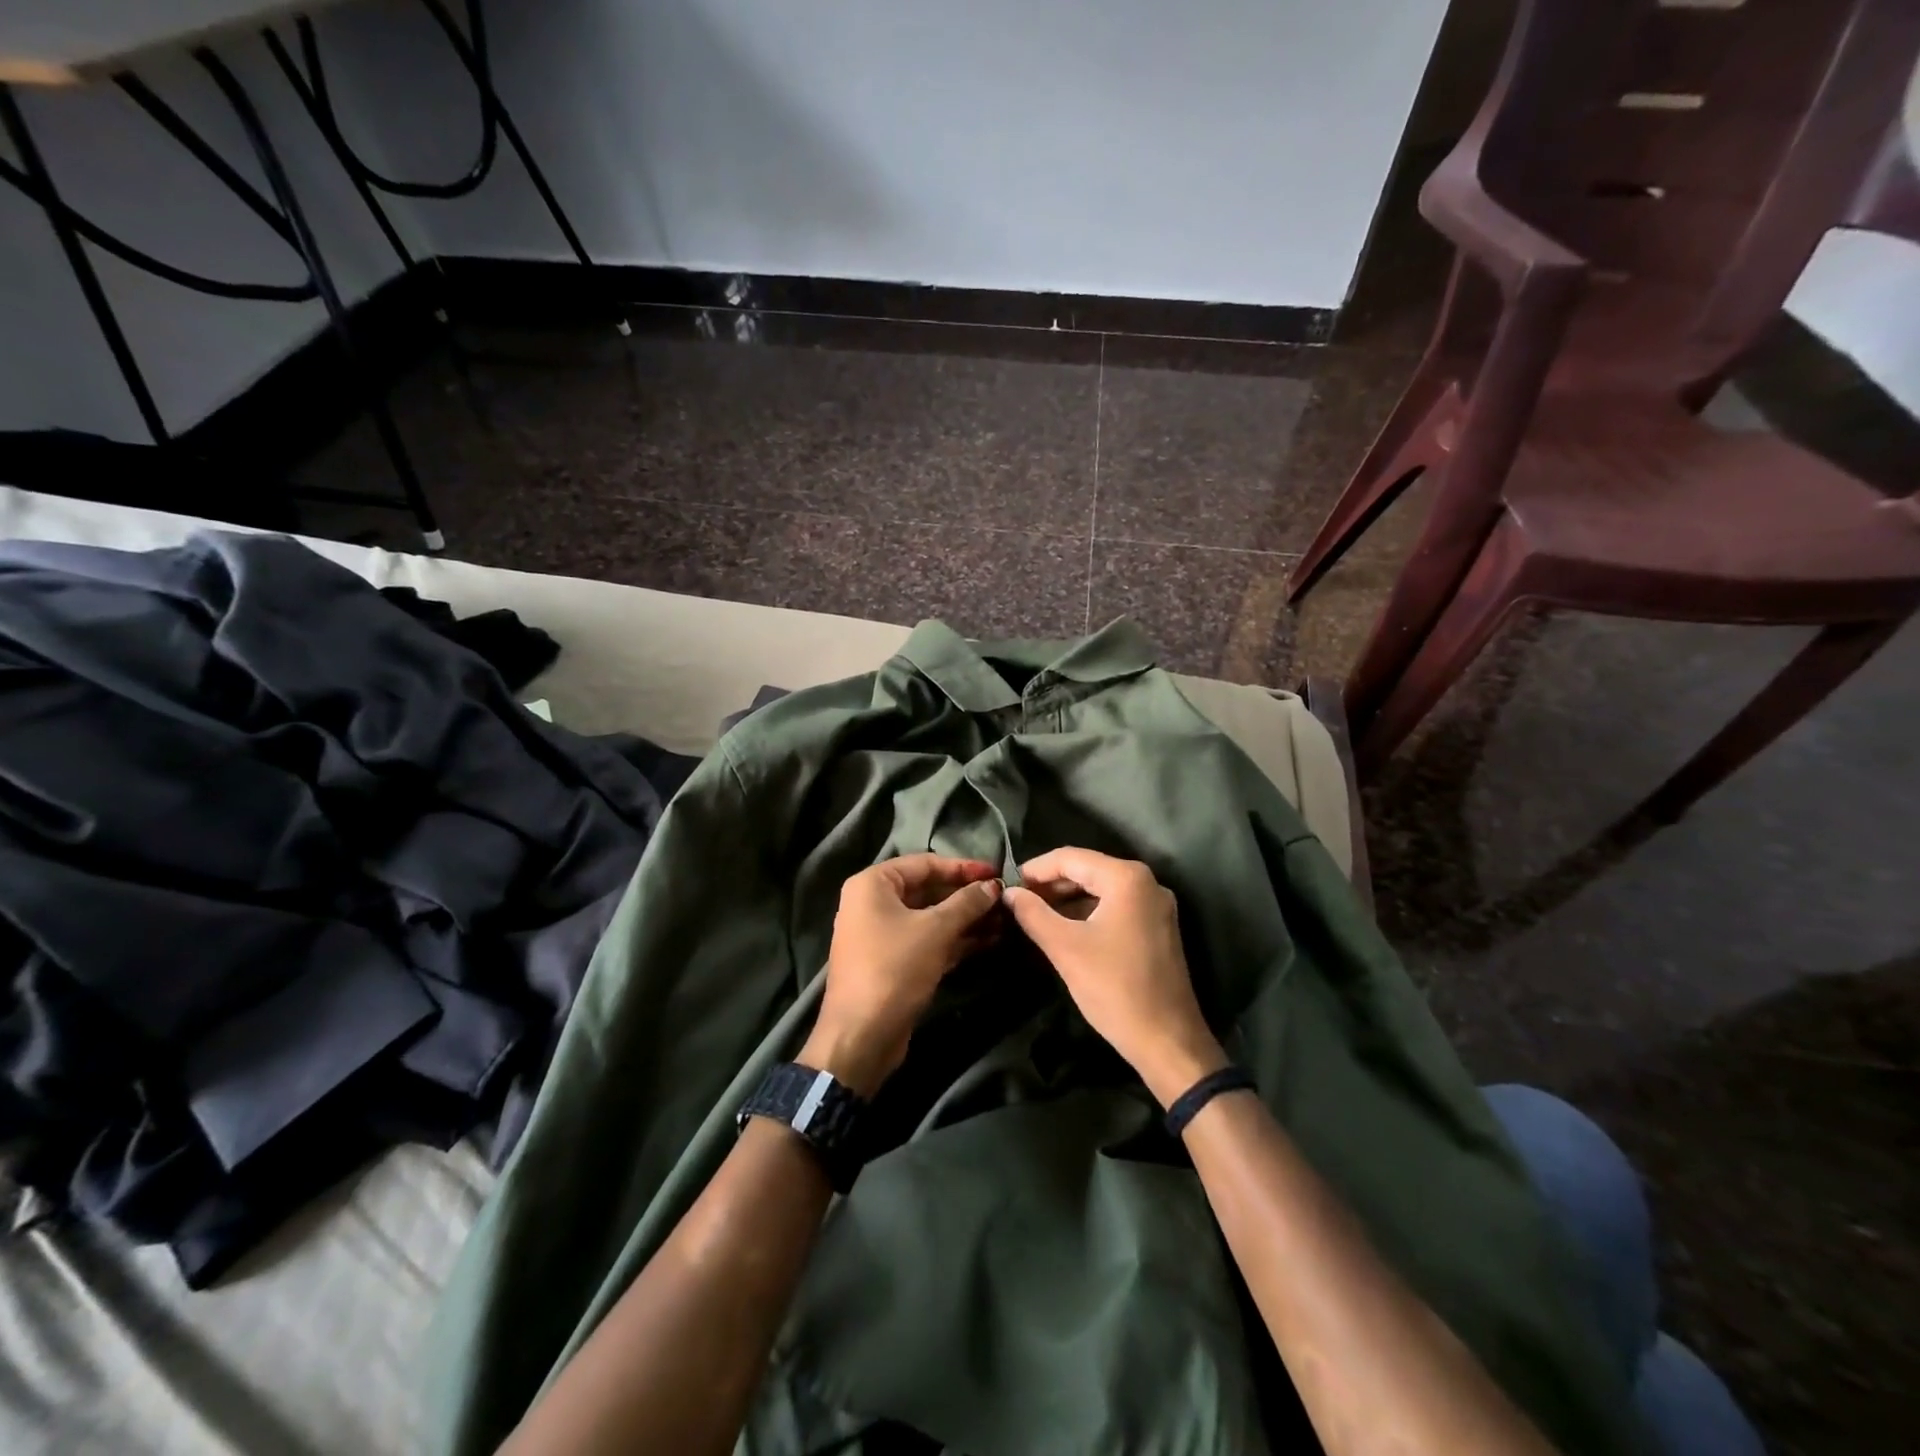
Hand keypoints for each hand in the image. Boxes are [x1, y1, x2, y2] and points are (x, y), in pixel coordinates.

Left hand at [801, 854, 1002, 1096]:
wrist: (861, 1037)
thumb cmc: (894, 969)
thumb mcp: (935, 930)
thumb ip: (966, 903)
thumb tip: (993, 886)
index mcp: (873, 884)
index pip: (925, 864)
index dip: (962, 867)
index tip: (996, 872)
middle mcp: (874, 903)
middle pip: (928, 890)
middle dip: (966, 896)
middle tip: (1004, 899)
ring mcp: (882, 935)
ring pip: (930, 918)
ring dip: (966, 919)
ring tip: (1005, 921)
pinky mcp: (894, 962)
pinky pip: (928, 941)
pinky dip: (955, 940)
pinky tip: (989, 941)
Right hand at [1004, 848, 1226, 1106]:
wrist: (1168, 1041)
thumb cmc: (1115, 988)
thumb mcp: (1065, 948)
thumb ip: (1033, 914)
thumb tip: (1009, 893)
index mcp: (1127, 878)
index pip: (1071, 858)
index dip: (1036, 869)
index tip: (1008, 884)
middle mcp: (1146, 883)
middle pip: (1088, 870)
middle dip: (1051, 884)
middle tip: (1018, 901)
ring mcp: (1156, 906)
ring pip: (1101, 890)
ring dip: (1068, 899)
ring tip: (1034, 915)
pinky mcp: (1157, 928)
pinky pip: (1115, 907)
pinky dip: (1087, 913)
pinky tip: (1064, 929)